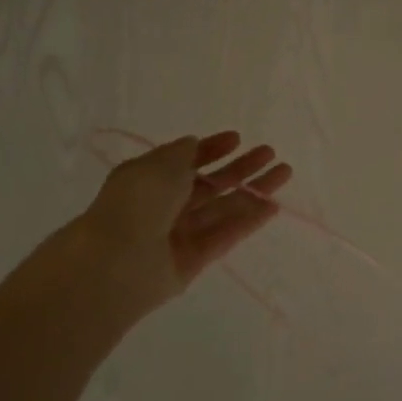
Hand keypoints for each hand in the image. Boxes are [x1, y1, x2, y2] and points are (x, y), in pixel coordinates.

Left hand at [68, 131, 291, 320]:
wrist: (116, 262)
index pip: (186, 161)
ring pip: (223, 208)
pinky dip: (248, 220)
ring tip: (284, 173)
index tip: (237, 138)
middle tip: (270, 153)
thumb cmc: (136, 203)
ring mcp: (180, 234)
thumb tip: (194, 145)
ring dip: (253, 191)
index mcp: (149, 179)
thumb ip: (184, 154)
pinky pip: (225, 235)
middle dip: (240, 168)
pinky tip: (273, 205)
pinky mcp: (194, 260)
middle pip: (210, 184)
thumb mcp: (159, 165)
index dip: (211, 149)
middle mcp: (165, 205)